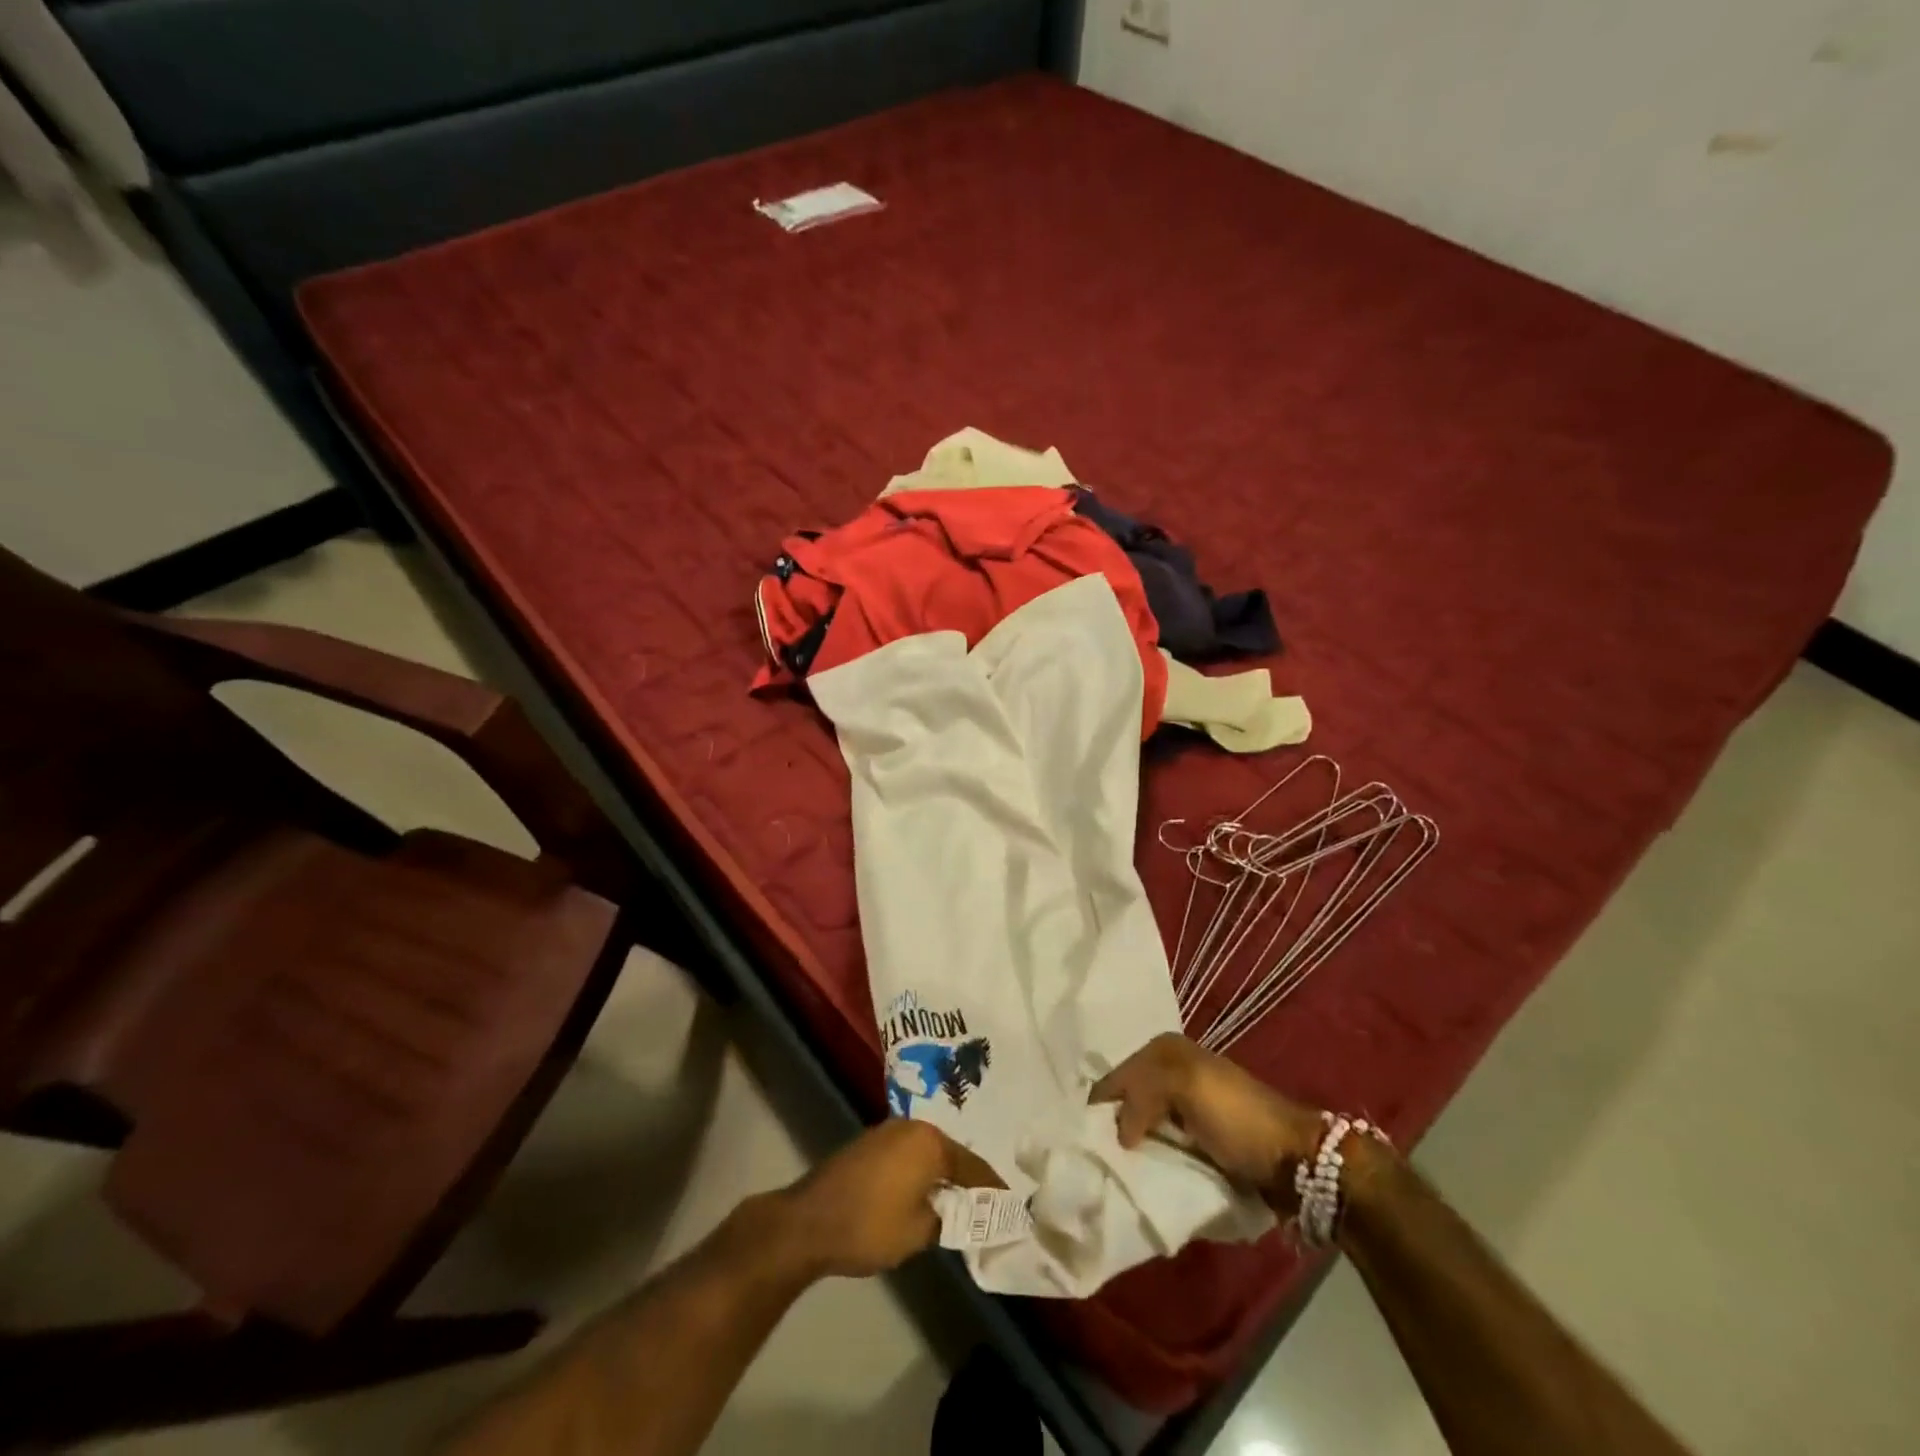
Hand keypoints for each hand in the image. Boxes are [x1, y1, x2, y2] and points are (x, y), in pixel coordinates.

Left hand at [774, 1120, 994, 1278]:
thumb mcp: (919, 1232)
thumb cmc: (870, 1226)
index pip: (973, 1166)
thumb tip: (959, 1211)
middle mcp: (913, 1127)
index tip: (1012, 1204)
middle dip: (968, 1178)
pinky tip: (925, 1191)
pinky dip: (921, 1171)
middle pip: (951, 1154)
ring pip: (929, 1152)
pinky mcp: (871, 1143)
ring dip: (942, 1173)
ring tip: (959, 1200)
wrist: (809, 1222)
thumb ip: (947, 1218)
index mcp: (930, 1143)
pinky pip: (909, 1154)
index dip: (993, 1188)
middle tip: (987, 1202)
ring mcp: (889, 1132)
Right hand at [1091, 1033, 1323, 1207]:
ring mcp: (1182, 1105)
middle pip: (1124, 1100)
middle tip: (1094, 1161)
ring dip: (1128, 1146)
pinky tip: (1138, 1175)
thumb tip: (1118, 1134)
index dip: (1099, 1108)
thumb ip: (1141, 1095)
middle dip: (1111, 1127)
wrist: (1295, 1160)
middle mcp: (1168, 1070)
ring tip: (1110, 1174)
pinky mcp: (1194, 1137)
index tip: (1081, 1143)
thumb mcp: (1186, 1085)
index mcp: (1163, 1050)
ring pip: (1139, 1123)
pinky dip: (1147, 1157)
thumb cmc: (1238, 1116)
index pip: (1114, 1077)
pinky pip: (1158, 1143)